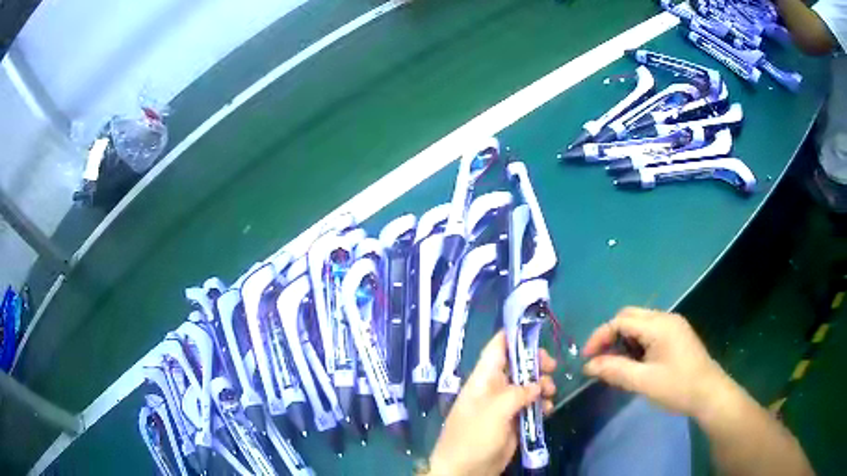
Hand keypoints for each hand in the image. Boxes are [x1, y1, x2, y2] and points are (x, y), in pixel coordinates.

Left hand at [426, 331, 556, 475]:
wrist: (466, 472)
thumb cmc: (473, 438)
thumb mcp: (494, 411)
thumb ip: (517, 393)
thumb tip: (535, 385)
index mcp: (483, 379)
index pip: (497, 347)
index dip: (515, 335)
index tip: (537, 329)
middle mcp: (494, 388)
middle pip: (518, 364)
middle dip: (536, 363)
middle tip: (551, 367)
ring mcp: (505, 405)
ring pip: (528, 385)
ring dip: (543, 385)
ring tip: (549, 393)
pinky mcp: (514, 421)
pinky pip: (532, 405)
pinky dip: (542, 404)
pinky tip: (548, 410)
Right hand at [582, 307, 727, 416]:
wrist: (709, 393)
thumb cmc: (678, 387)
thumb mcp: (644, 382)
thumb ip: (615, 371)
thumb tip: (588, 366)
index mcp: (659, 325)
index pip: (621, 321)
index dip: (600, 336)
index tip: (587, 358)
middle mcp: (665, 318)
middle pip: (629, 316)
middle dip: (610, 335)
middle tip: (599, 359)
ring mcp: (673, 325)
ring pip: (639, 323)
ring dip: (623, 339)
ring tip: (615, 363)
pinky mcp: (677, 335)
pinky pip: (650, 331)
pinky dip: (636, 342)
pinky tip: (635, 361)